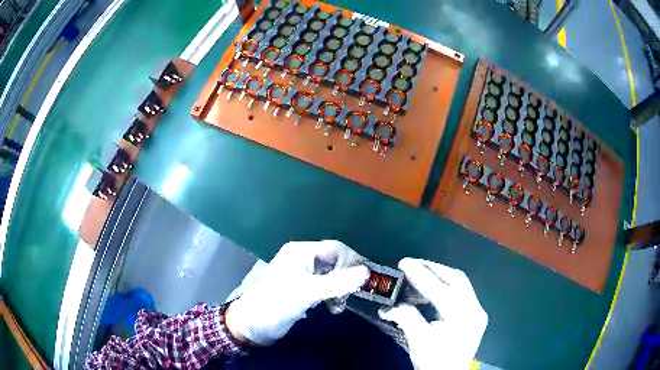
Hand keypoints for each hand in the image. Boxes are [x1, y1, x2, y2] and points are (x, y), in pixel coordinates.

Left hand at [226, 240, 368, 344]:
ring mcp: (301, 274)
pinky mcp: (301, 288)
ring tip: (338, 306)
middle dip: (345, 278)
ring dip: (339, 289)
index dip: (352, 262)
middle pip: (334, 262)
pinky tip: (331, 307)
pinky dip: (330, 295)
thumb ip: (338, 282)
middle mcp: (303, 258)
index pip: (336, 248)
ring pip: (330, 275)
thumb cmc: (279, 302)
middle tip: (349, 296)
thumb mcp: (309, 292)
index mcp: (302, 252)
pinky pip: (324, 286)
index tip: (363, 280)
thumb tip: (367, 272)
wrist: (254, 323)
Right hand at [379, 258, 487, 369]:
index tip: (404, 262)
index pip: (440, 289)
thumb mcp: (418, 341)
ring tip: (420, 272)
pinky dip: (445, 286)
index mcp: (463, 316)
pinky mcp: (474, 315)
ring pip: (460, 284)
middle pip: (456, 279)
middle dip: (433, 268)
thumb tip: (390, 305)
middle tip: (412, 264)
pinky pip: (461, 293)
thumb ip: (406, 317)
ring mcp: (477, 311)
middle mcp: (475, 309)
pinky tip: (432, 288)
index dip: (421, 274)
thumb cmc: (434, 362)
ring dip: (440, 275)